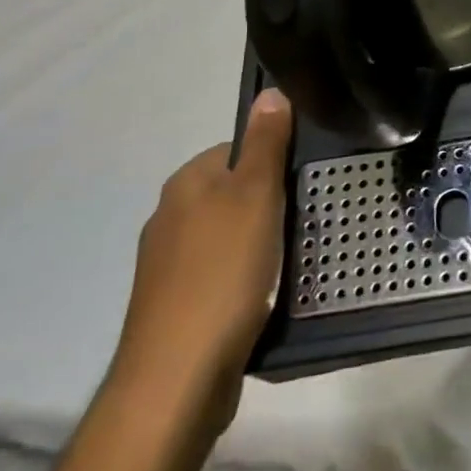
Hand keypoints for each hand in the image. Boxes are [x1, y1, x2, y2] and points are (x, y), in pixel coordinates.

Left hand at [111, 89, 293, 425]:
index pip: (239, 149)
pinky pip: (222, 275)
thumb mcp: (256, 195)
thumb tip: (271, 91)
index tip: (300, 186)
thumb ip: (267, 143)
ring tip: (288, 262)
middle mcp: (169, 217)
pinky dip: (245, 280)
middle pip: (235, 192)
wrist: (176, 380)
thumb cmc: (222, 272)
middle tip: (302, 223)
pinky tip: (264, 296)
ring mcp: (168, 266)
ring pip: (230, 236)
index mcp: (185, 183)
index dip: (275, 163)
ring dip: (260, 245)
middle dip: (270, 206)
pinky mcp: (176, 306)